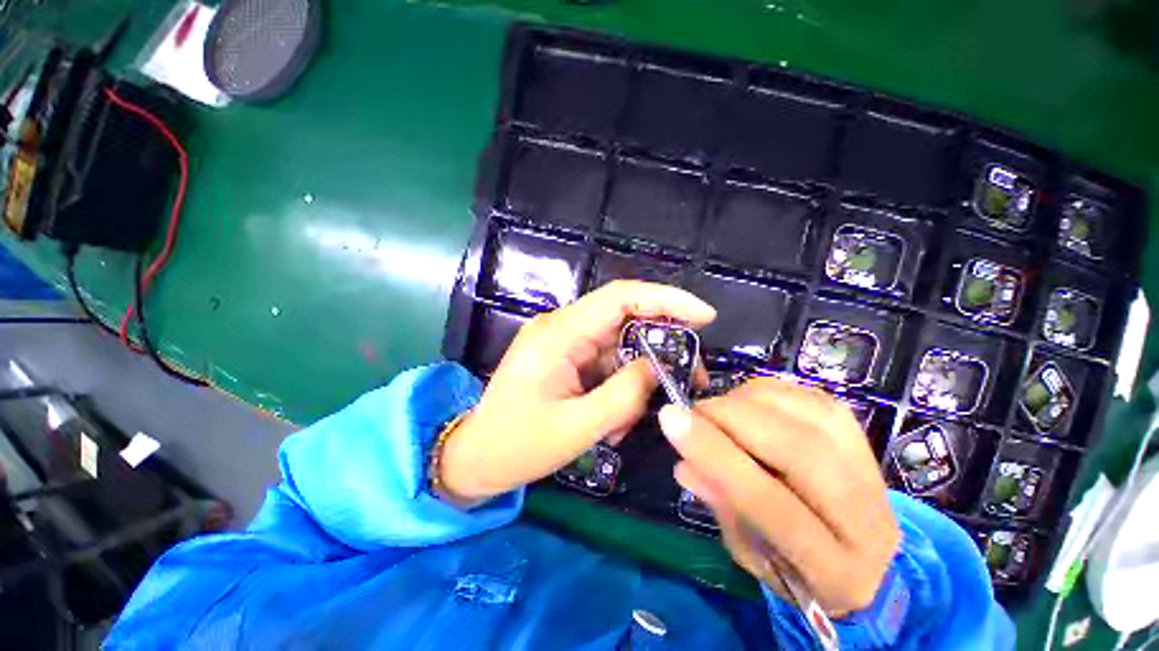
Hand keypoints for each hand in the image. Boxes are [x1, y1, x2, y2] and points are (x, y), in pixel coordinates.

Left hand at [438, 280, 715, 503]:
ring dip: (637, 376)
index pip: (620, 297)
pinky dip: (620, 385)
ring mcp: (564, 341)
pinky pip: (605, 361)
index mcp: (559, 334)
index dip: (665, 300)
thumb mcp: (578, 427)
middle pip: (624, 319)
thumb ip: (624, 394)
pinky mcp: (566, 357)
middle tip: (691, 376)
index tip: (705, 316)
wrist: (478, 456)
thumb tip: (656, 366)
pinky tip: (618, 418)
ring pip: (618, 345)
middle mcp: (562, 327)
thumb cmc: (518, 445)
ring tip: (637, 416)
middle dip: (661, 345)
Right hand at [659, 377, 899, 614]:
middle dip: (728, 417)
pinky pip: (805, 394)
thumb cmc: (797, 566)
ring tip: (720, 413)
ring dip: (744, 401)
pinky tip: (747, 406)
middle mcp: (865, 515)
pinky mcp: (859, 431)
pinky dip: (763, 392)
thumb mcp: (750, 555)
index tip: (671, 419)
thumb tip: (684, 463)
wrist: (866, 556)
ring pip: (802, 412)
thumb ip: (721, 508)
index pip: (770, 504)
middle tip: (692, 412)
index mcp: (835, 569)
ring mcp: (869, 465)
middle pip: (795, 449)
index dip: (714, 454)